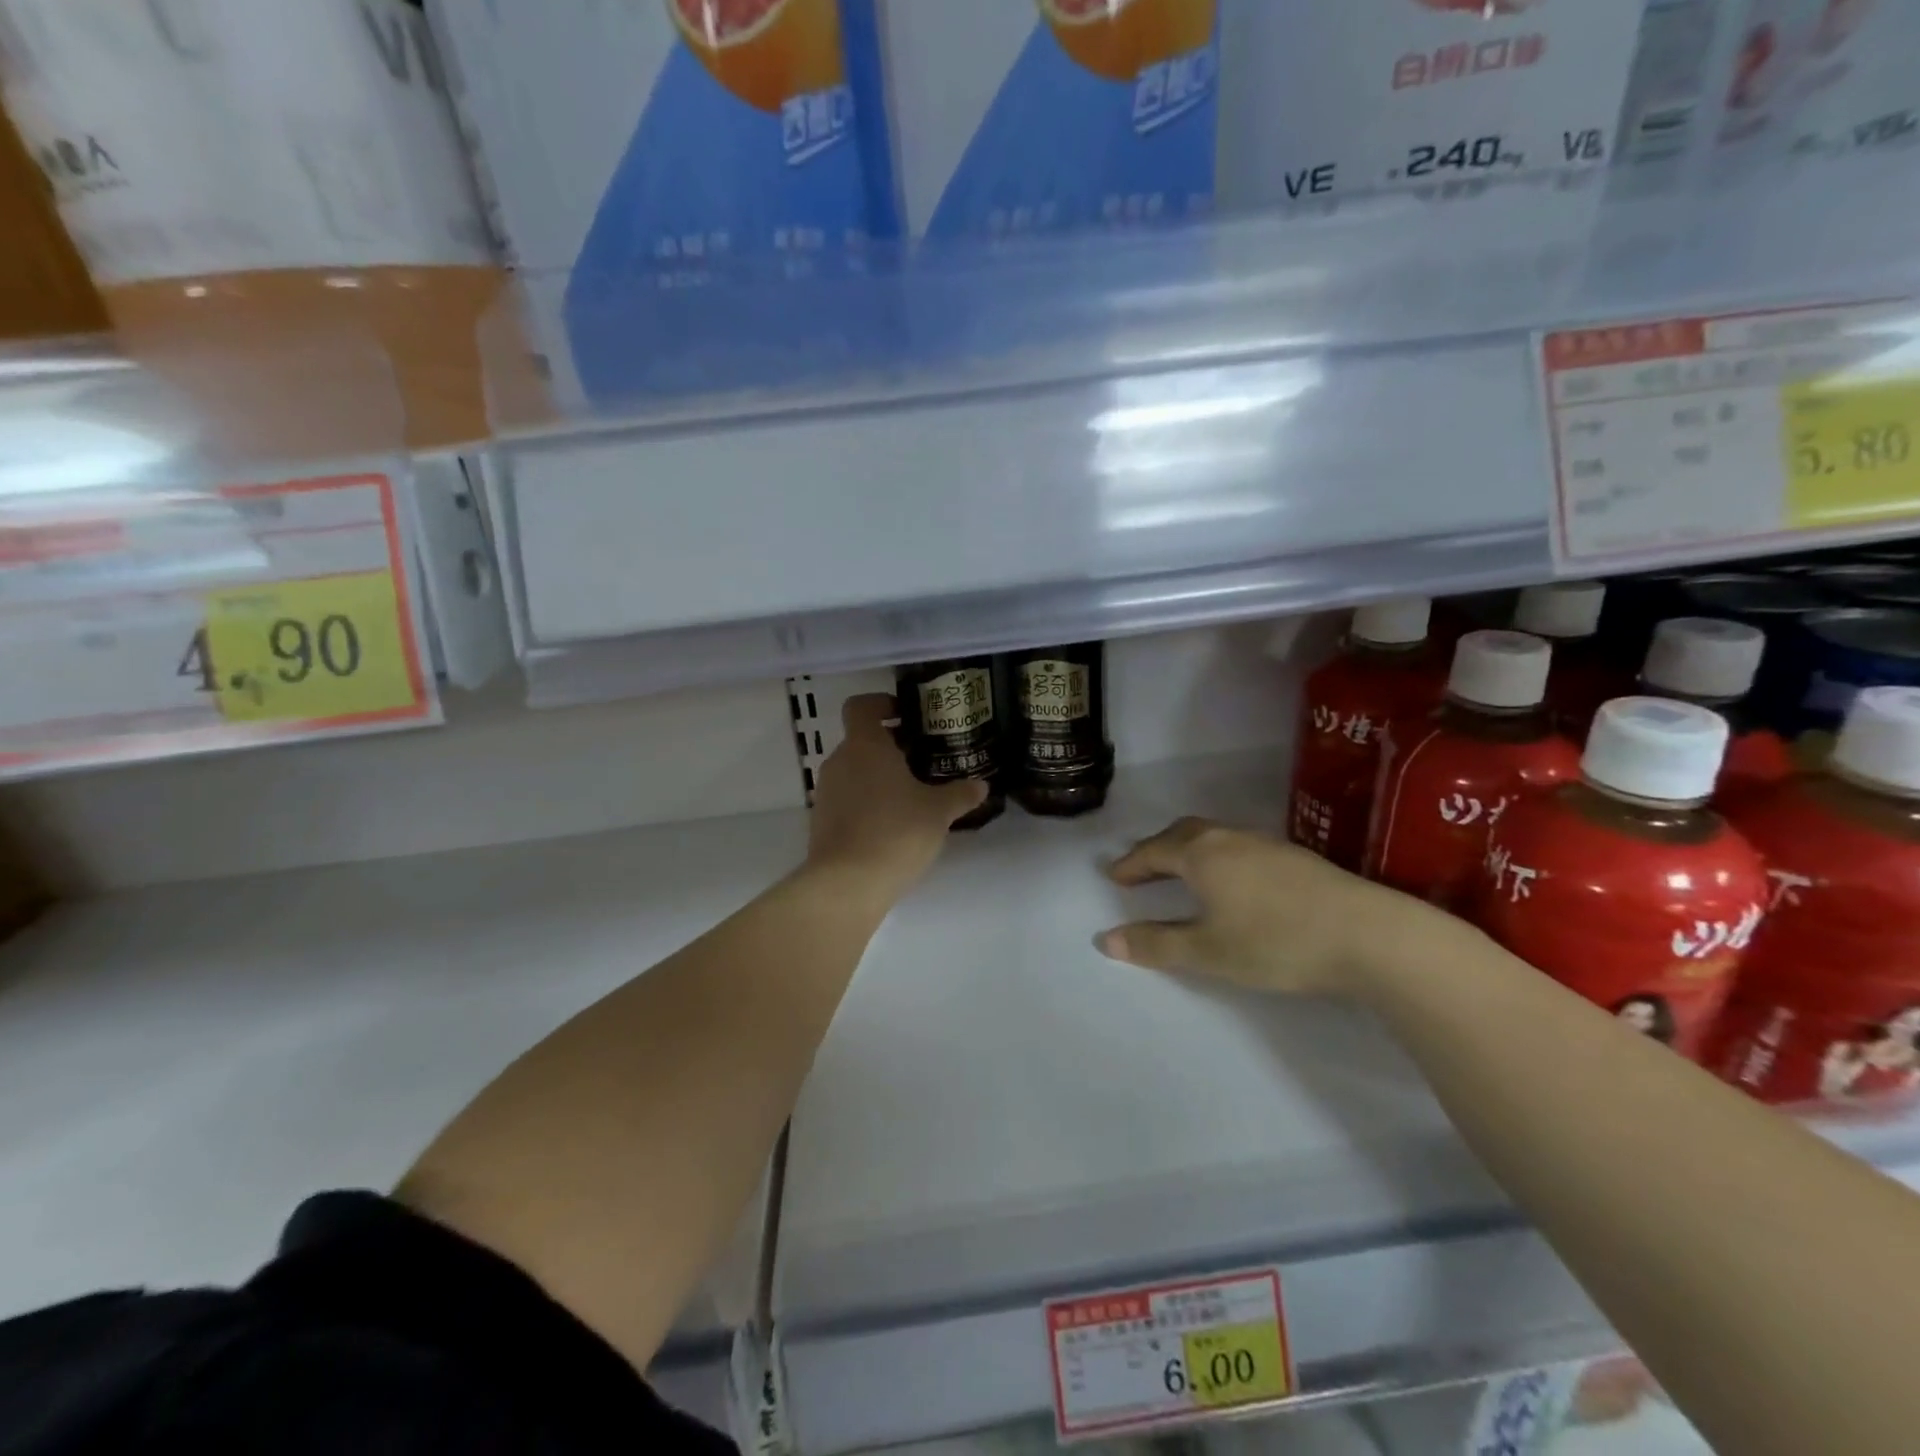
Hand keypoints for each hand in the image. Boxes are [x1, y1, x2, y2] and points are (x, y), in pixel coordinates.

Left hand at [806, 694, 987, 903]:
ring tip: (911, 795)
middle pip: (861, 740)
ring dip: (878, 776)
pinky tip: (892, 824)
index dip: (882, 704)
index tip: (906, 715)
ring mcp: (826, 792)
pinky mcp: (821, 821)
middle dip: (890, 746)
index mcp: (864, 745)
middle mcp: (839, 761)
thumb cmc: (895, 832)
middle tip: (923, 760)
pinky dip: (866, 801)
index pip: (861, 706)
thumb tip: (981, 785)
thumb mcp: (938, 812)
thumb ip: (960, 794)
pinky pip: (847, 798)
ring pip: (854, 770)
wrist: (847, 884)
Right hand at [1096, 817, 1446, 995]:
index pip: (1154, 851)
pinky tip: (1234, 881)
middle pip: (1183, 834)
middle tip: (1143, 869)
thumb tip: (1105, 940)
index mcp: (1202, 854)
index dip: (1132, 864)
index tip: (1114, 876)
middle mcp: (1229, 839)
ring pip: (1214, 837)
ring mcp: (1266, 844)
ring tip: (1183, 874)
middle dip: (1158, 849)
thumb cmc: (1275, 942)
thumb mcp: (1208, 952)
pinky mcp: (1295, 858)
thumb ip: (1156, 945)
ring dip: (1189, 850)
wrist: (1369, 935)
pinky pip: (1239, 846)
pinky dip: (1218, 857)